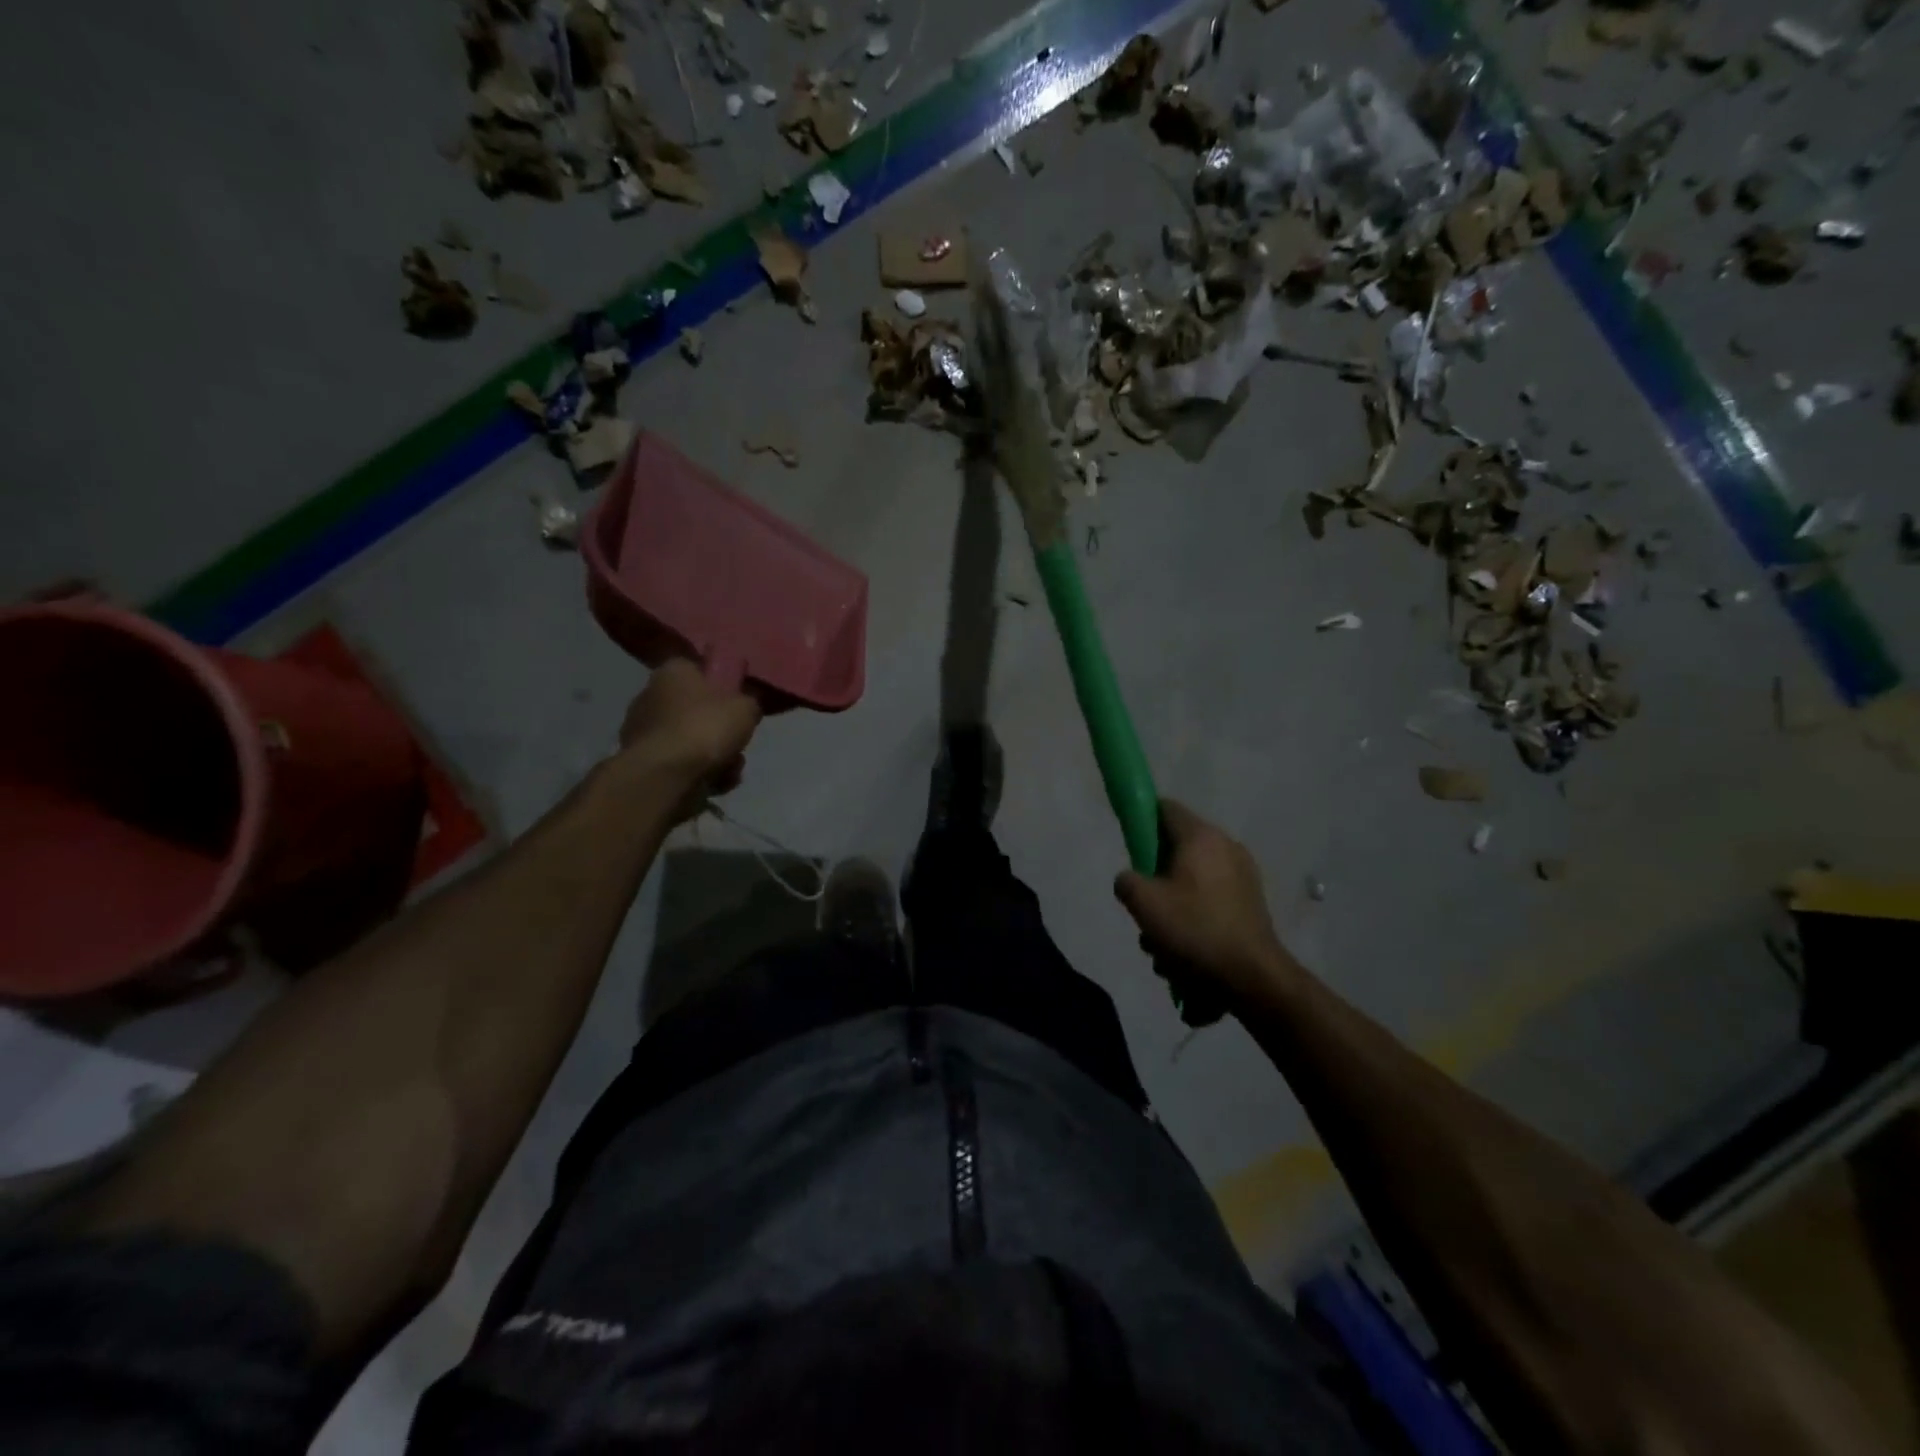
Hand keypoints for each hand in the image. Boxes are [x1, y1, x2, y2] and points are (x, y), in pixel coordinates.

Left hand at [617, 659, 761, 811]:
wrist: (666, 775)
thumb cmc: (705, 728)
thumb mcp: (746, 708)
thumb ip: (748, 703)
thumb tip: (744, 707)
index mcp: (672, 672)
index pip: (698, 669)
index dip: (721, 685)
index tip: (737, 703)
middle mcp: (650, 695)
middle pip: (696, 709)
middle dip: (719, 729)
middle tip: (736, 742)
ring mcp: (643, 730)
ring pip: (691, 740)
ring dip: (714, 756)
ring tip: (730, 771)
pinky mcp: (642, 762)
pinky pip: (680, 763)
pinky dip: (699, 774)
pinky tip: (715, 785)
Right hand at [1114, 800, 1301, 1009]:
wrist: (1253, 978)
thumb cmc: (1194, 930)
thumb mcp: (1143, 903)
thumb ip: (1126, 881)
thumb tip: (1130, 879)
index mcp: (1201, 837)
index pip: (1164, 808)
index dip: (1141, 822)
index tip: (1129, 849)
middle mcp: (1226, 847)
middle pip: (1176, 850)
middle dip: (1154, 879)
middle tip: (1144, 907)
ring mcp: (1243, 877)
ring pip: (1190, 882)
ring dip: (1171, 907)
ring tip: (1162, 944)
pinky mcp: (1251, 905)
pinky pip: (1210, 902)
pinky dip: (1194, 920)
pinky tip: (1184, 955)